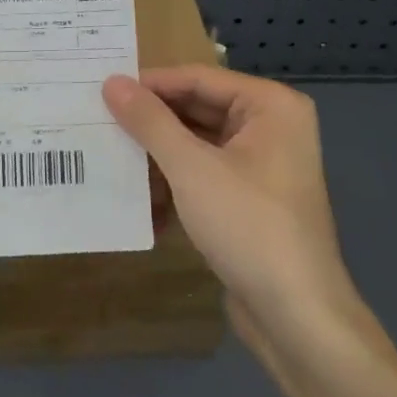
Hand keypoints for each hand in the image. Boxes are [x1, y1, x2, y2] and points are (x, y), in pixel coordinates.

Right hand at [102, 66, 396, 381]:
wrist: (297, 317)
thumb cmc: (248, 226)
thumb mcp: (191, 168)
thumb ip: (150, 121)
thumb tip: (111, 82)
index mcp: (270, 105)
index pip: (198, 78)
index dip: (149, 84)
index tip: (101, 90)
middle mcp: (271, 126)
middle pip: (198, 109)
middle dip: (151, 123)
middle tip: (99, 121)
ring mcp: (262, 165)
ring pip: (197, 144)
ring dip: (158, 157)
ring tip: (110, 158)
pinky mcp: (251, 199)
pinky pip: (205, 174)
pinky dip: (175, 184)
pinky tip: (140, 200)